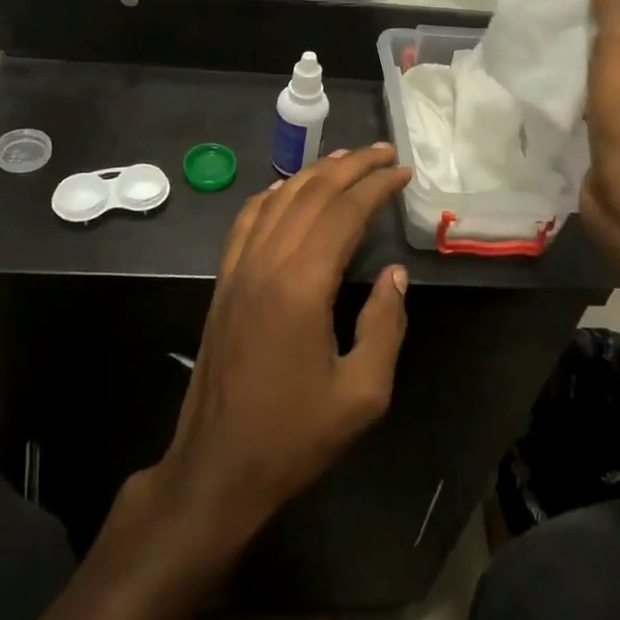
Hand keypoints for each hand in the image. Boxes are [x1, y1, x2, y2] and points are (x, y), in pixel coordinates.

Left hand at [156, 145, 413, 542]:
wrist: (218, 467)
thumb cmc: (294, 437)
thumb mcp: (362, 394)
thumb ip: (385, 325)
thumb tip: (394, 275)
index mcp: (301, 286)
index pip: (343, 213)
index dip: (376, 187)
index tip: (402, 172)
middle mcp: (266, 264)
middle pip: (310, 194)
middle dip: (350, 167)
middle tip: (383, 152)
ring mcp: (238, 270)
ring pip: (277, 200)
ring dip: (313, 173)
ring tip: (346, 159)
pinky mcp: (224, 282)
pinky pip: (247, 221)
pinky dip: (273, 195)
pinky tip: (288, 191)